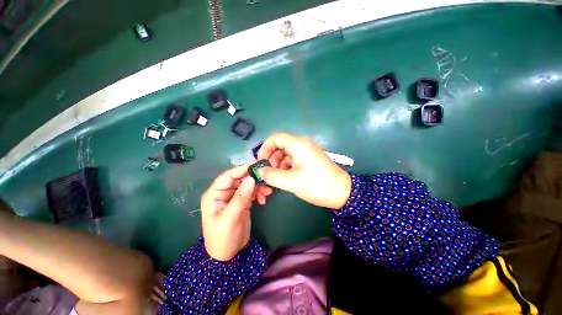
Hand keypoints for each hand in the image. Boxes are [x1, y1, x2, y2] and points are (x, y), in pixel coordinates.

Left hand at [200, 164, 272, 260]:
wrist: (227, 255)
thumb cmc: (223, 238)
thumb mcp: (230, 218)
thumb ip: (241, 197)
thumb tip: (251, 179)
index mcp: (214, 194)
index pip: (228, 176)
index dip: (242, 169)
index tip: (256, 165)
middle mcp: (223, 193)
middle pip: (239, 179)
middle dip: (253, 179)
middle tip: (266, 179)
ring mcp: (233, 197)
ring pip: (247, 185)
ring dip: (258, 186)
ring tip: (268, 192)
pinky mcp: (242, 202)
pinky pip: (251, 192)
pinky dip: (258, 193)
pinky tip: (263, 199)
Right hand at [258, 133, 351, 208]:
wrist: (343, 192)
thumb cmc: (317, 185)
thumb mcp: (291, 181)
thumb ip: (272, 175)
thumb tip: (259, 171)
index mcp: (298, 144)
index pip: (275, 138)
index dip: (265, 148)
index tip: (261, 163)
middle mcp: (302, 144)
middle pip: (280, 145)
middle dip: (271, 158)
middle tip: (269, 173)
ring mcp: (306, 151)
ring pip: (285, 153)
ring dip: (278, 163)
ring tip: (277, 177)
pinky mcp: (309, 159)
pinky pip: (292, 158)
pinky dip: (286, 166)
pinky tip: (285, 177)